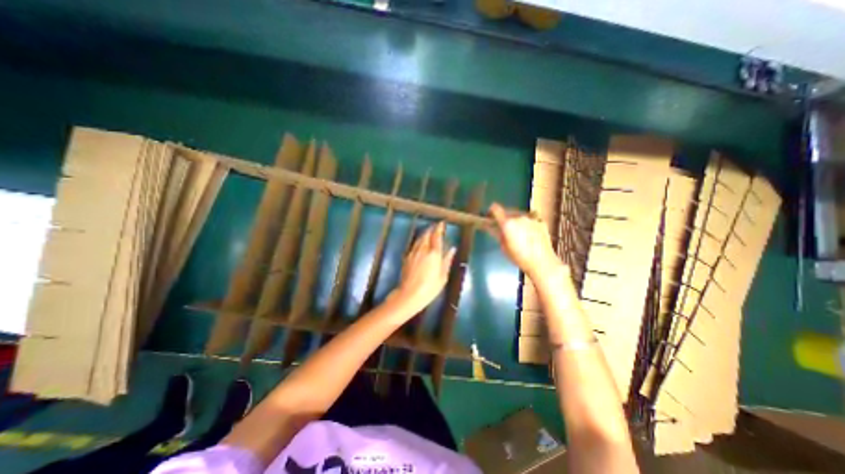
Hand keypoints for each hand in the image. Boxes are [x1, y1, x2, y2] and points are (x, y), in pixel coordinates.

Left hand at [391, 221, 454, 313]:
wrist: (410, 294)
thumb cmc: (430, 287)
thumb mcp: (443, 276)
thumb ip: (447, 260)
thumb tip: (452, 249)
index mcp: (434, 253)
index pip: (436, 236)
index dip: (439, 228)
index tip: (441, 223)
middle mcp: (423, 249)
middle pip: (426, 235)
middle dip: (431, 229)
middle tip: (435, 227)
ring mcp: (413, 253)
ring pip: (419, 239)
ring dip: (424, 234)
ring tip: (428, 233)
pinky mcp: (407, 257)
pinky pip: (414, 245)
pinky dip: (419, 241)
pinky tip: (420, 244)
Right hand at [489, 201, 559, 276]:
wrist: (542, 262)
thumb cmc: (519, 257)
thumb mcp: (504, 247)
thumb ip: (498, 234)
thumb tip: (492, 228)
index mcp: (507, 223)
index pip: (495, 209)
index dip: (491, 211)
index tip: (491, 217)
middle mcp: (519, 217)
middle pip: (508, 212)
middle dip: (505, 219)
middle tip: (505, 229)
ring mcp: (532, 218)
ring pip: (520, 215)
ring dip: (517, 220)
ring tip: (519, 232)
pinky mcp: (541, 221)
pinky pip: (531, 218)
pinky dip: (528, 223)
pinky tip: (530, 233)